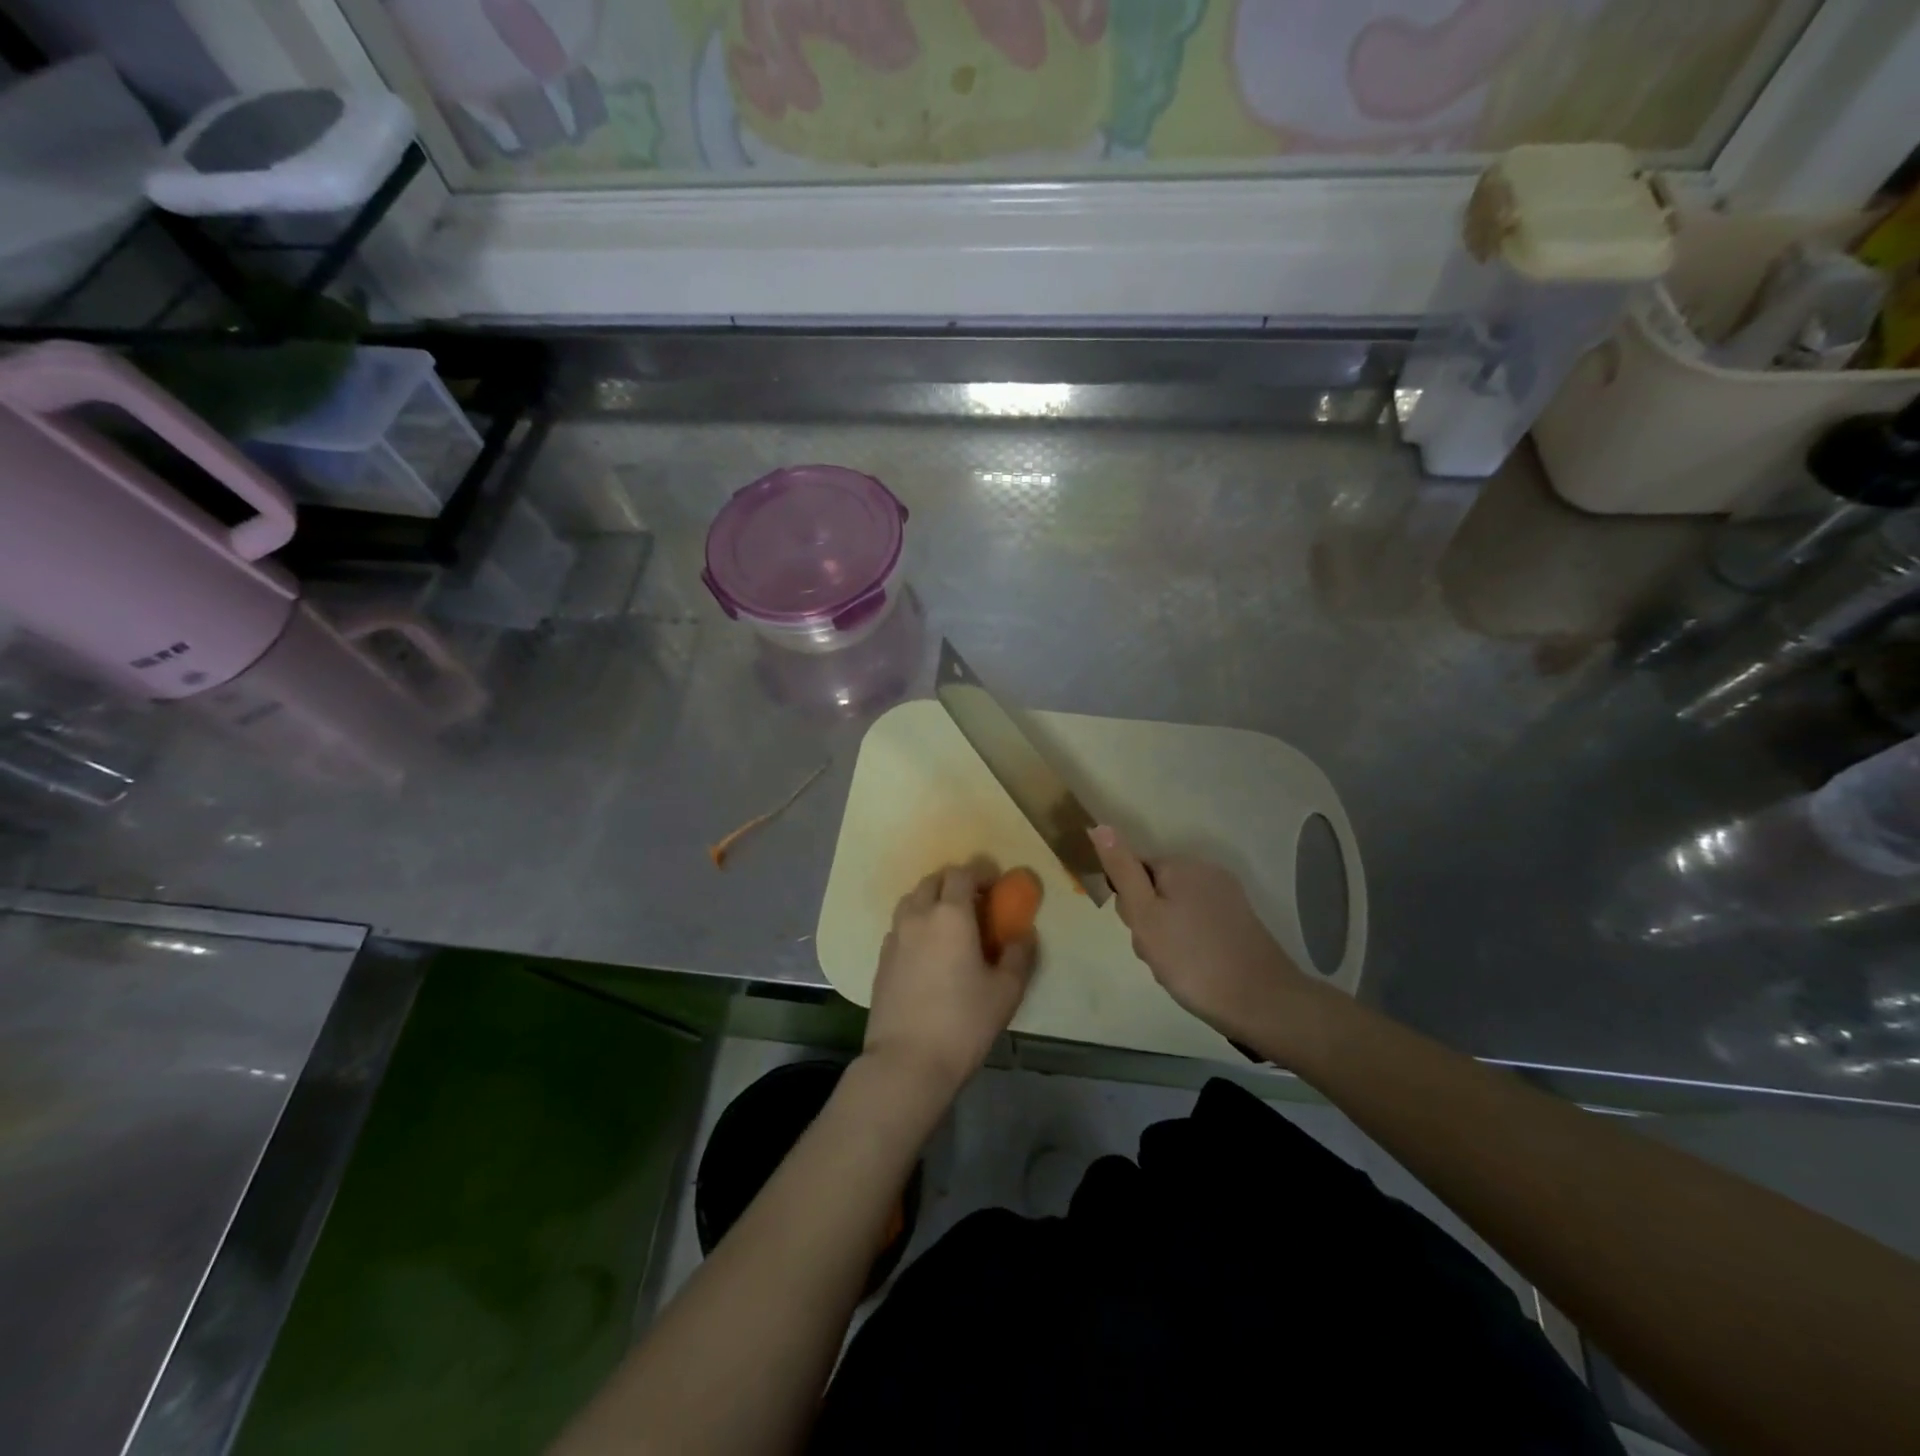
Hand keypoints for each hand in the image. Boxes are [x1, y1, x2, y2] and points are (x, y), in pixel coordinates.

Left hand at [864, 859, 1035, 1099]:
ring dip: (931, 901)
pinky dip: (916, 925)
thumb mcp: (1006, 991)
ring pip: (911, 901)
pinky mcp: (881, 960)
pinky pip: (900, 927)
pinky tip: (928, 951)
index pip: (962, 873)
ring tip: (950, 924)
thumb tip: (1023, 934)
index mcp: (950, 914)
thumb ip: (1019, 955)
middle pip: (932, 881)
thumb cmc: (963, 1021)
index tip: (995, 883)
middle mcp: (918, 916)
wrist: (907, 1061)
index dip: (980, 872)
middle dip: (954, 883)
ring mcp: (894, 937)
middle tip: (974, 902)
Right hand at [1089, 826, 1324, 1055]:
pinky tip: (1195, 968)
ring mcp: (1227, 895)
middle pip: (1155, 890)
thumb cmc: (1192, 959)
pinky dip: (1190, 943)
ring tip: (1176, 966)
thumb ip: (1121, 870)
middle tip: (1157, 953)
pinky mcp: (1240, 920)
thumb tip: (1099, 826)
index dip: (1129, 905)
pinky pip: (1198, 923)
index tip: (1140, 933)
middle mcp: (1205, 870)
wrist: (1261, 1002)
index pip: (1133, 872)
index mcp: (1180, 865)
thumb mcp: (1145, 916)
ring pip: (1175, 910)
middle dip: (1148, 922)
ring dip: (1167, 937)